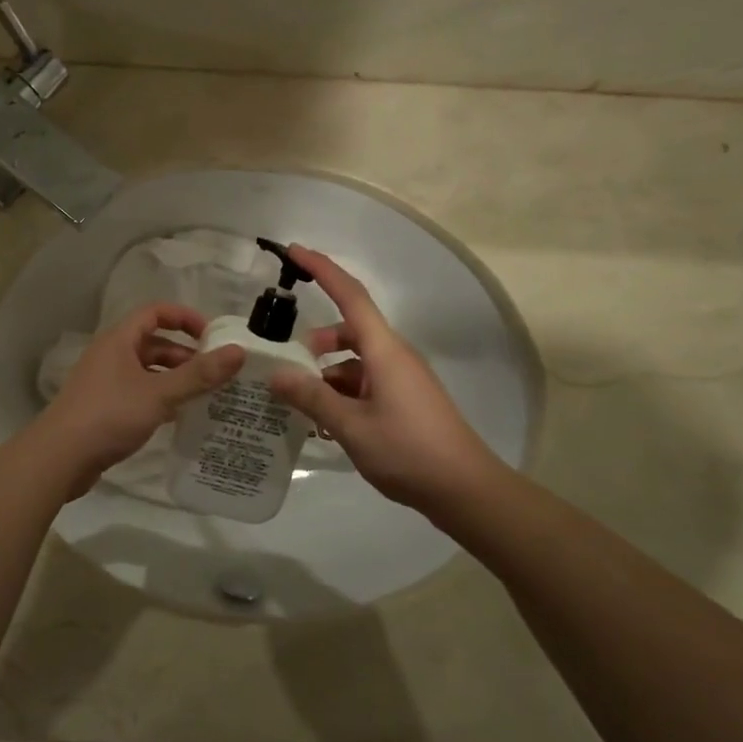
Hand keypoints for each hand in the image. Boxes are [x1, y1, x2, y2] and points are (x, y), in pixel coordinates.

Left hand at [37, 302, 244, 496]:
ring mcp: (105, 383)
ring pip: (147, 371)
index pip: (155, 312)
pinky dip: (160, 399)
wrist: (60, 457)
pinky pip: (139, 394)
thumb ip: (199, 375)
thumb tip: (238, 352)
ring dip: (174, 379)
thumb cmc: (109, 415)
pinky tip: (179, 417)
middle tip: (215, 374)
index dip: (184, 318)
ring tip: (205, 396)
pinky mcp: (103, 408)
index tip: (211, 336)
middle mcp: (110, 355)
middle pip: (153, 344)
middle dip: (185, 355)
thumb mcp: (159, 393)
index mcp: (119, 340)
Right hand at [269, 244, 507, 521]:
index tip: (294, 251)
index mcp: (385, 351)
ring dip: (326, 374)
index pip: (351, 296)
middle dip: (315, 342)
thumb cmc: (408, 451)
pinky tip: (325, 422)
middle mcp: (395, 356)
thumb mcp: (351, 427)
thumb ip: (312, 398)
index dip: (322, 270)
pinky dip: (342, 393)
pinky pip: (365, 383)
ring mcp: (402, 379)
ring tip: (299, 403)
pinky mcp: (405, 400)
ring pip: (355, 361)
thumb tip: (276, 375)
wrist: (466, 490)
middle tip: (284, 365)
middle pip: (349, 331)